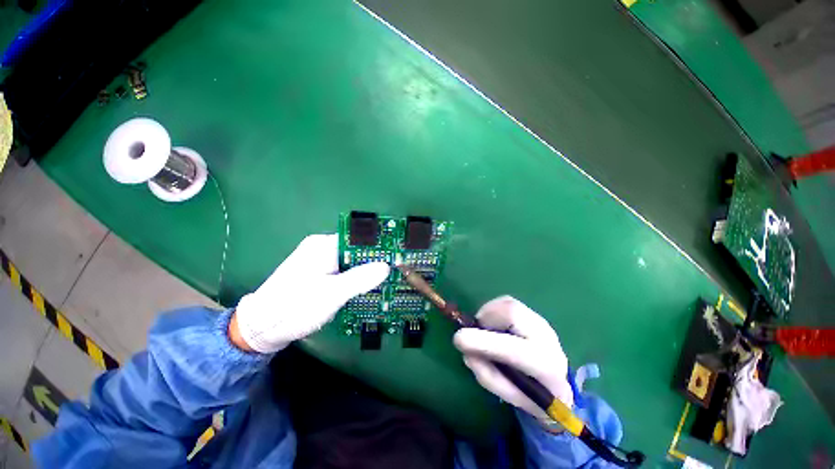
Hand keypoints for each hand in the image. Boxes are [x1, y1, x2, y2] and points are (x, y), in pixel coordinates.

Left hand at [232, 234, 389, 352]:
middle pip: (355, 250)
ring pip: (350, 261)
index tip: (396, 256)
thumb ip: (360, 278)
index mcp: (323, 245)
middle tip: (394, 271)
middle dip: (373, 260)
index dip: (378, 247)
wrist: (260, 328)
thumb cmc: (295, 308)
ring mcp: (318, 260)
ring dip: (365, 270)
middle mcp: (321, 247)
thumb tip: (386, 266)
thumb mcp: (331, 294)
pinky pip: (342, 270)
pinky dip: (355, 276)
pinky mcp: (317, 272)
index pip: (358, 239)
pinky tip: (365, 286)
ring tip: (385, 279)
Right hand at [453, 296, 573, 421]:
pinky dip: (494, 309)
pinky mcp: (534, 314)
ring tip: (485, 329)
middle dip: (486, 318)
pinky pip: (508, 301)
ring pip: (508, 303)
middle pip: (512, 312)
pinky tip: (494, 323)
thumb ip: (486, 374)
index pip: (512, 349)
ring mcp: (542, 322)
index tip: (458, 339)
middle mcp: (547, 337)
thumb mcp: (508, 395)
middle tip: (475, 330)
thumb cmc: (532, 395)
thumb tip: (465, 349)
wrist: (560, 384)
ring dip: (489, 312)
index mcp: (544, 366)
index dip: (482, 341)